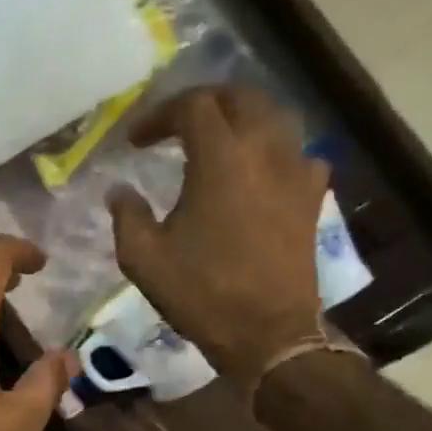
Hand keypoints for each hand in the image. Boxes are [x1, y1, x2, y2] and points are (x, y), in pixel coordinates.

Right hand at [108, 86, 331, 384]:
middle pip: (242, 97)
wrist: (268, 333)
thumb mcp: (144, 258)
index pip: (193, 106)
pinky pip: (298, 153)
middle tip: (178, 124)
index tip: (137, 141)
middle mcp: (265, 151)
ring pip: (275, 118)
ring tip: (217, 140)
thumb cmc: (201, 293)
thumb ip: (127, 216)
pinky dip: (274, 151)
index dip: (160, 115)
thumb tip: (119, 190)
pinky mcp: (312, 198)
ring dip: (242, 118)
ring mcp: (296, 172)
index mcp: (220, 159)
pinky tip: (258, 172)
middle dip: (206, 102)